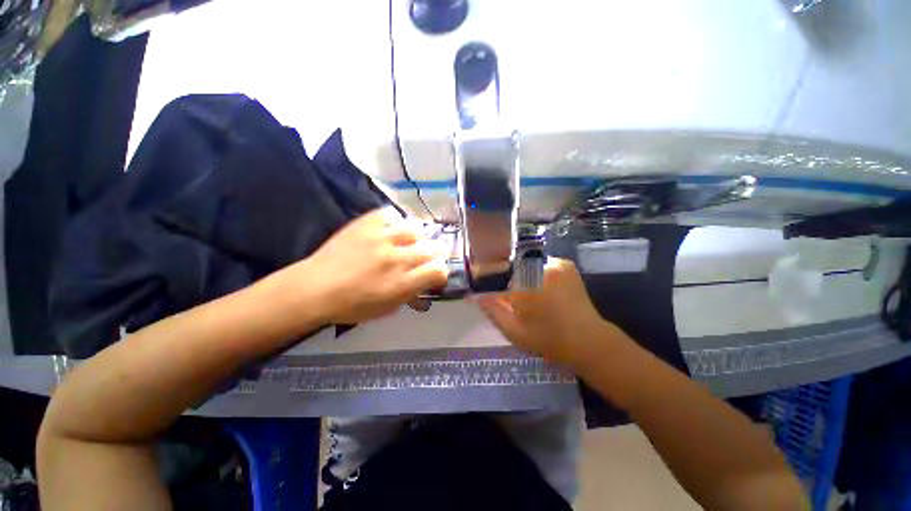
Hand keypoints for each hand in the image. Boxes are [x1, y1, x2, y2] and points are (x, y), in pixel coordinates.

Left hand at [280, 207, 448, 324]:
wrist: (315, 288)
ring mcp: (380, 239)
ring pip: (415, 229)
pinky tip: (392, 228)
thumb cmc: (352, 305)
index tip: (435, 273)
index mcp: (401, 284)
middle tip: (428, 255)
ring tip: (411, 240)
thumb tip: (424, 282)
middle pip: (431, 249)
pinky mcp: (365, 224)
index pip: (437, 271)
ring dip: (417, 236)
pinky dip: (394, 221)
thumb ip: (410, 294)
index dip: (441, 272)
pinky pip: (389, 214)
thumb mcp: (387, 309)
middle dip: (435, 253)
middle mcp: (396, 259)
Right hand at [476, 258, 619, 366]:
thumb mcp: (514, 331)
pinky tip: (536, 286)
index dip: (488, 278)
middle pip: (510, 263)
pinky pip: (539, 262)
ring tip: (521, 291)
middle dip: (503, 276)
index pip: (496, 271)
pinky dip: (533, 271)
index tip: (484, 287)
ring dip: (519, 273)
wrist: (589, 341)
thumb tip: (475, 295)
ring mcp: (554, 263)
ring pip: (525, 262)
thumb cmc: (548, 340)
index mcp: (525, 285)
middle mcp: (539, 267)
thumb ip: (492, 311)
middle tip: (505, 292)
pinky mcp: (565, 265)